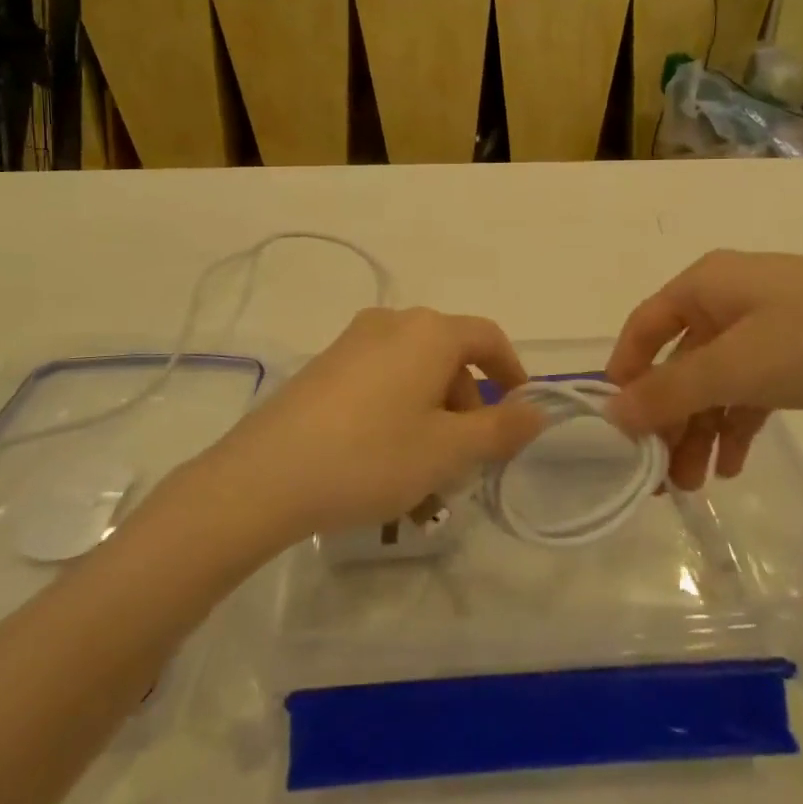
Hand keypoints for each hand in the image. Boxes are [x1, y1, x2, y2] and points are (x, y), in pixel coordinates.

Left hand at [209, 308, 548, 540]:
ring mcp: (352, 343)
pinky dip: (398, 416)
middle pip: (449, 358)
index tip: (519, 414)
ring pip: (413, 376)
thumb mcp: (448, 450)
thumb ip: (500, 429)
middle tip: (466, 462)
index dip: (511, 373)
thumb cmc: (373, 456)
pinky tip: (385, 466)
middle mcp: (392, 323)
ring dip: (432, 420)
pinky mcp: (324, 367)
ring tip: (425, 480)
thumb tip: (536, 410)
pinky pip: (380, 383)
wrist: (266, 476)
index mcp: (429, 332)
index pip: (488, 338)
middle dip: (466, 408)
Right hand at [604, 251, 802, 490]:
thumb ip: (670, 391)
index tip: (617, 427)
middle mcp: (731, 298)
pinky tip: (732, 464)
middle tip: (660, 476)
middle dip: (669, 418)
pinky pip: (753, 389)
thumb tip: (612, 412)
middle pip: (681, 361)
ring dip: (701, 429)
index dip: (625, 374)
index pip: (645, 327)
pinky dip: (738, 424)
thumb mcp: (738, 367)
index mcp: (708, 284)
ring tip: (696, 485)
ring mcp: (770, 325)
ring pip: (717, 381)